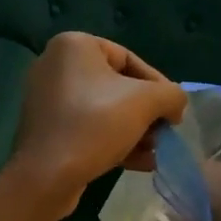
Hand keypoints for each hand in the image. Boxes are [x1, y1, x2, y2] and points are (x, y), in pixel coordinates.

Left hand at [9, 33, 187, 213]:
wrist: (45, 175)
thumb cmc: (95, 124)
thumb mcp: (145, 102)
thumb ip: (171, 95)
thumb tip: (175, 104)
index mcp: (73, 45)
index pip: (129, 59)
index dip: (158, 85)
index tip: (174, 111)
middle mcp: (55, 64)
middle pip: (117, 86)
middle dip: (145, 113)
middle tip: (165, 134)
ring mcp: (47, 97)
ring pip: (103, 110)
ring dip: (134, 130)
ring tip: (155, 152)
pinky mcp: (46, 128)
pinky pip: (87, 127)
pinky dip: (113, 140)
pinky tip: (140, 163)